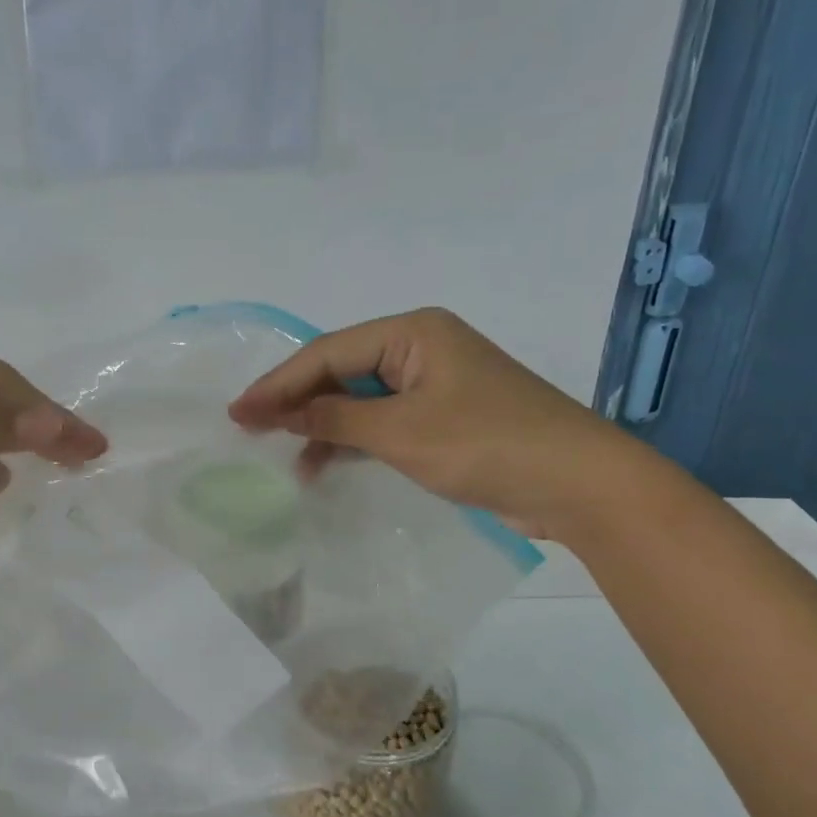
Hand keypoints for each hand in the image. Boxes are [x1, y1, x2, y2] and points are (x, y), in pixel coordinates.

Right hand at [228, 308, 638, 541]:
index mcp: (412, 333)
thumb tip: (279, 412)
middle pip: (341, 371)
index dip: (279, 384)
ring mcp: (434, 382)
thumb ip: (335, 419)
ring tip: (283, 456)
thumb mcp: (401, 433)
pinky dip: (354, 440)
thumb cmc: (487, 444)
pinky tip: (323, 463)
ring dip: (323, 425)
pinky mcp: (444, 416)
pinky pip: (384, 420)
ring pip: (360, 398)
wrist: (579, 484)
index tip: (237, 412)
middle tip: (249, 429)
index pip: (329, 353)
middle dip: (297, 402)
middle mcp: (420, 348)